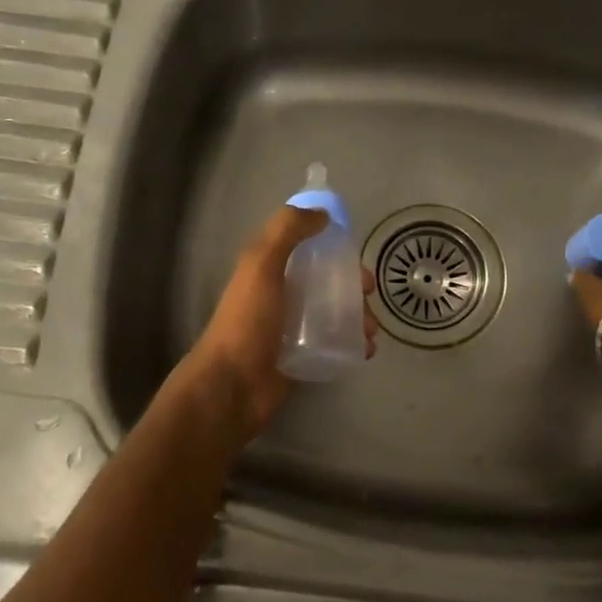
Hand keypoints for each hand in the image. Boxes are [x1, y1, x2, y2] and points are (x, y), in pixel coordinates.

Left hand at [180, 206, 378, 442]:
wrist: (232, 387)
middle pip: (326, 281)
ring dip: (358, 316)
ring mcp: (292, 329)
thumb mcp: (261, 265)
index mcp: (269, 269)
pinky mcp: (303, 357)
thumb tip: (321, 214)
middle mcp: (281, 295)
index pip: (306, 248)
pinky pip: (334, 344)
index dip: (332, 245)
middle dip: (353, 284)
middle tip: (369, 295)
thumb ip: (286, 232)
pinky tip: (365, 350)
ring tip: (370, 331)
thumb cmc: (247, 322)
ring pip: (334, 313)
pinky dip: (353, 343)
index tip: (355, 254)